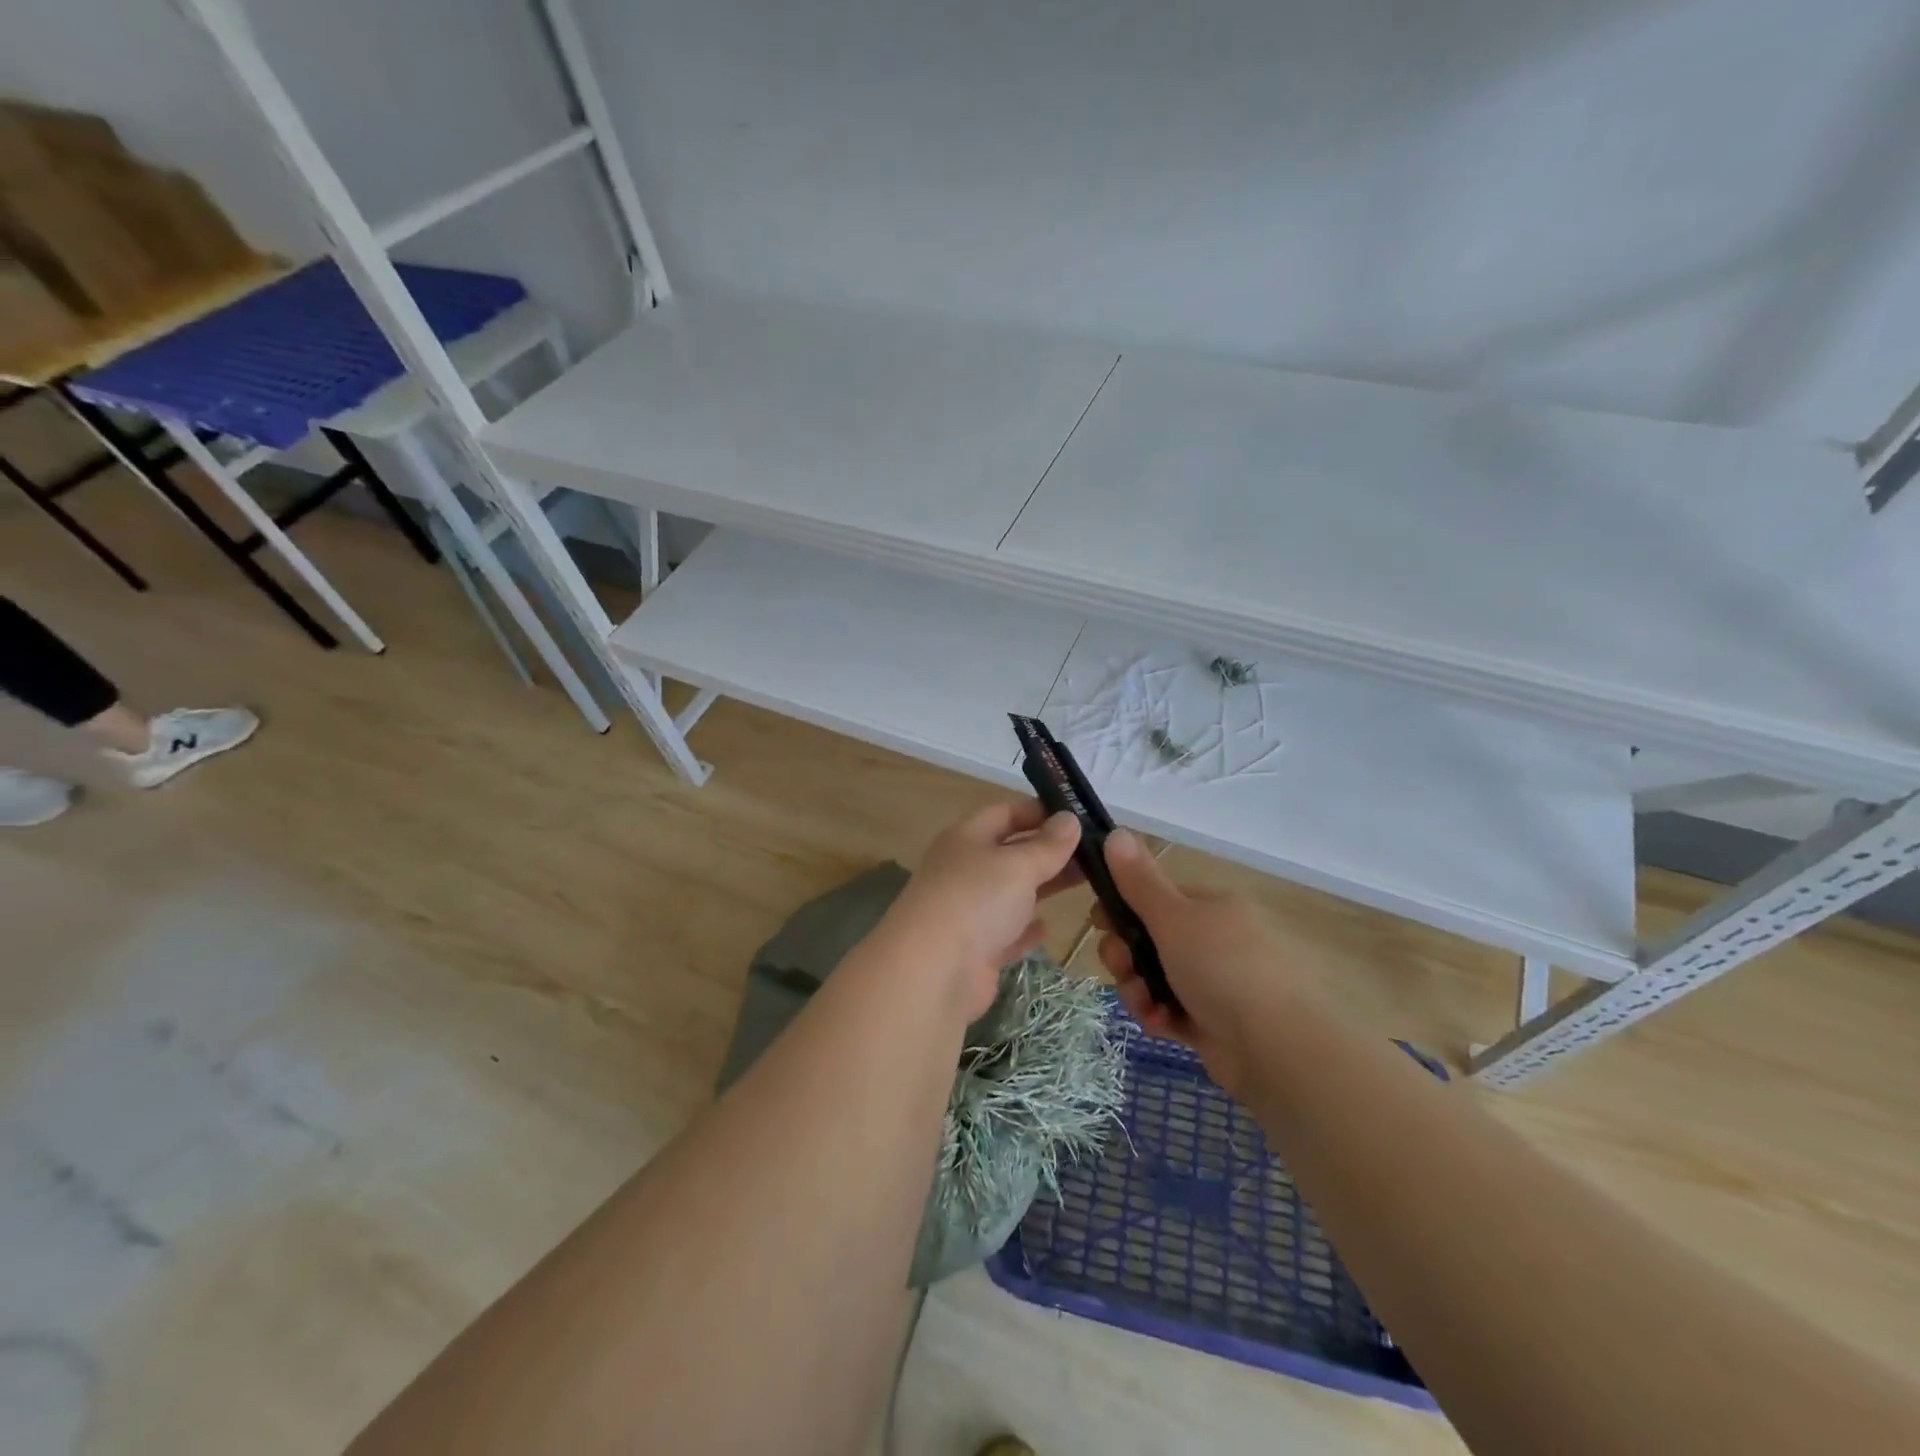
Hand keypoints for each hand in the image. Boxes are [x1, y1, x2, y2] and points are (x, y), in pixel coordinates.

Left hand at [882, 801, 1083, 1019]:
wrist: (932, 972)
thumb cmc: (976, 901)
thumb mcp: (1018, 865)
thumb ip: (1048, 845)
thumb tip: (1069, 819)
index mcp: (966, 838)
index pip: (1005, 813)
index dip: (1039, 811)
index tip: (1078, 817)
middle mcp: (964, 870)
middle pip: (1011, 853)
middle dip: (1049, 851)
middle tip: (1095, 852)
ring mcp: (968, 911)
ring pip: (1012, 892)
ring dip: (1043, 886)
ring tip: (1086, 882)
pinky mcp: (975, 950)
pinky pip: (1006, 932)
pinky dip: (1025, 928)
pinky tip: (1047, 927)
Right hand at [1097, 830, 1312, 1094]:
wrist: (1279, 1050)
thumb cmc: (1223, 969)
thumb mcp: (1174, 917)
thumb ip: (1139, 880)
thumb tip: (1116, 832)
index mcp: (1212, 906)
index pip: (1156, 896)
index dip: (1123, 906)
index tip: (1098, 922)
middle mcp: (1215, 939)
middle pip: (1150, 937)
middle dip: (1126, 954)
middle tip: (1121, 967)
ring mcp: (1216, 982)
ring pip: (1155, 976)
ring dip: (1138, 988)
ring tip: (1145, 1004)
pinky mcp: (1213, 1022)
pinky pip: (1171, 1009)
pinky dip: (1159, 1014)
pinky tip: (1160, 1025)